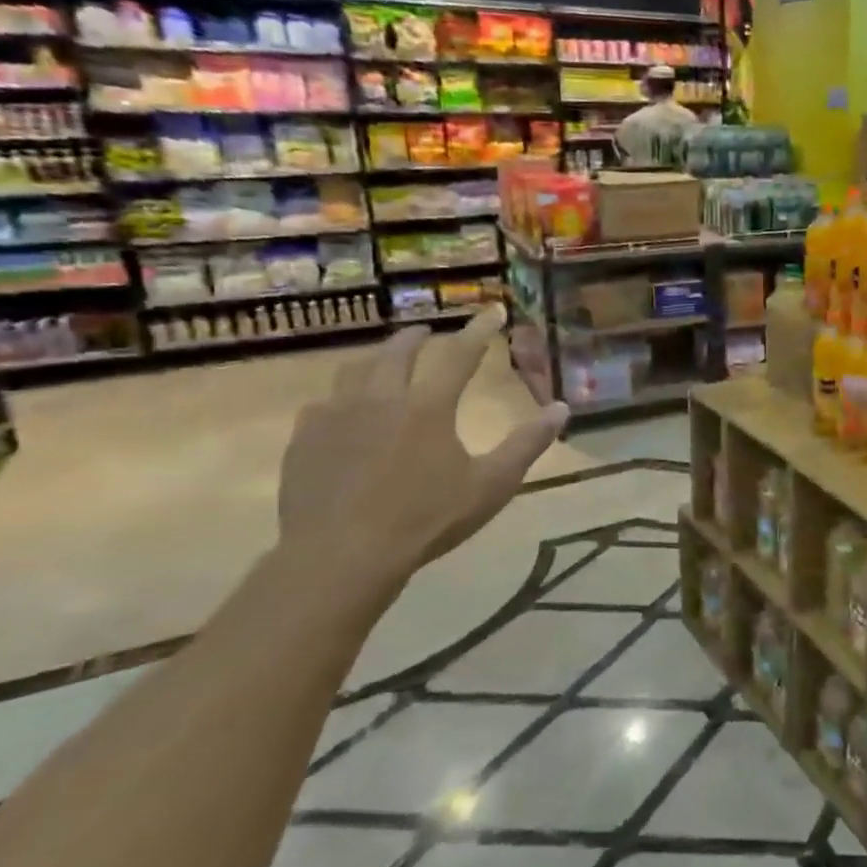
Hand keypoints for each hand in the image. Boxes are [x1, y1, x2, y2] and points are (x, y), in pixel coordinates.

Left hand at [278, 310, 567, 595]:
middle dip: (416, 337)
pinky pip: (322, 405)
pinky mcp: (305, 440)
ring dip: (375, 360)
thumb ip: (527, 444)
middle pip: (397, 352)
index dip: (479, 331)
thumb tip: (561, 408)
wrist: (341, 555)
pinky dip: (340, 399)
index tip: (492, 311)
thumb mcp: (491, 485)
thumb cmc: (426, 519)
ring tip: (382, 364)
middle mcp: (380, 398)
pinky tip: (341, 413)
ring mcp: (335, 416)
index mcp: (428, 406)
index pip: (460, 355)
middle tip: (427, 332)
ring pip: (353, 371)